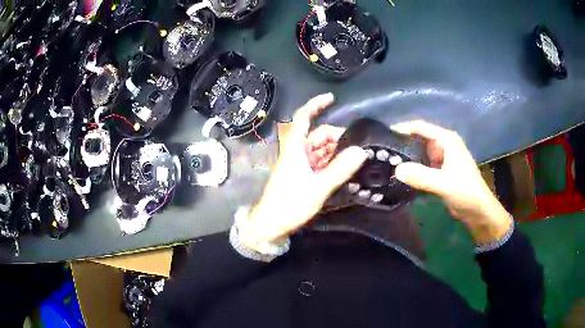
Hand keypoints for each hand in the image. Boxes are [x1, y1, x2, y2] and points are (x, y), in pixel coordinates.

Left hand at [240, 93, 367, 246]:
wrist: (271, 224)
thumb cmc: (290, 204)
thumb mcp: (318, 188)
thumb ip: (340, 169)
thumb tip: (361, 151)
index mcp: (295, 149)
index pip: (303, 118)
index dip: (315, 105)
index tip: (331, 98)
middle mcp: (296, 152)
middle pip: (318, 135)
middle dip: (336, 137)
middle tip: (357, 148)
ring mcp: (299, 163)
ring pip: (320, 149)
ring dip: (335, 151)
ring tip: (354, 158)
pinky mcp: (301, 174)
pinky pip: (318, 161)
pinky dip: (330, 162)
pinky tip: (343, 167)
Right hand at [391, 120, 511, 243]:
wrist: (478, 211)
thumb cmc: (466, 192)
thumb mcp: (445, 184)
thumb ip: (422, 176)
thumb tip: (396, 170)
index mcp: (447, 140)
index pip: (421, 127)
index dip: (403, 128)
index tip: (384, 134)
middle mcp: (443, 145)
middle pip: (418, 138)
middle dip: (402, 143)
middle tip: (382, 151)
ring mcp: (441, 159)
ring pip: (419, 153)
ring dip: (406, 157)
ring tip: (386, 162)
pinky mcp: (439, 172)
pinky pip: (422, 165)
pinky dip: (412, 169)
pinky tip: (400, 174)